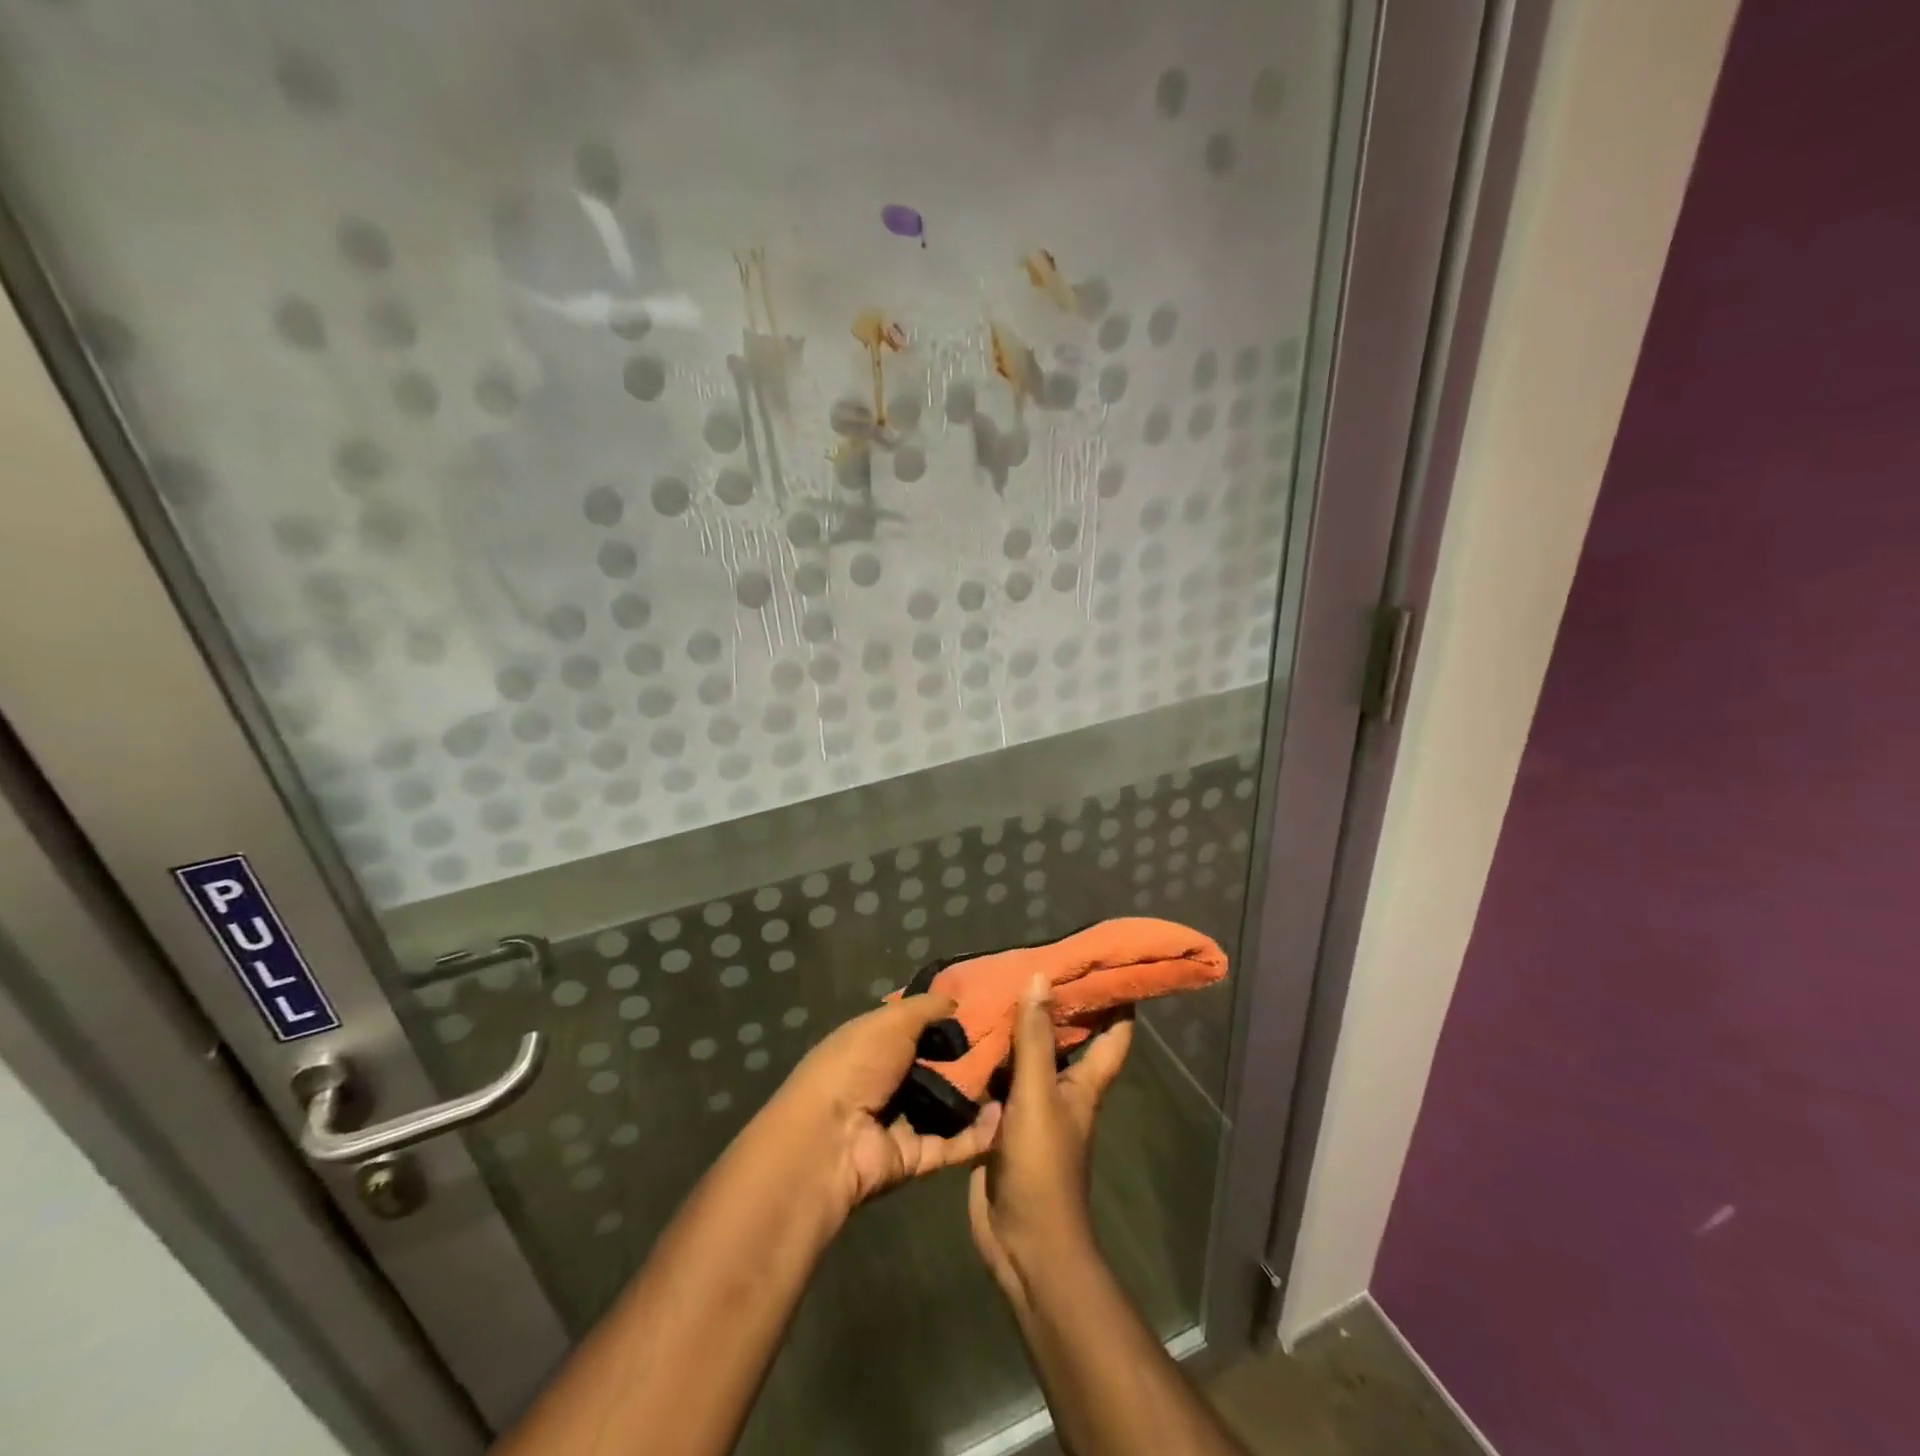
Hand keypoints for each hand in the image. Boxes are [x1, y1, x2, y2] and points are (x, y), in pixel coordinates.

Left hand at [767, 994, 1002, 1214]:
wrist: (831, 1139)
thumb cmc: (858, 1064)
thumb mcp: (892, 1021)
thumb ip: (926, 1008)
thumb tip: (956, 1000)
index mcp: (875, 1044)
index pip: (917, 1028)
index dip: (947, 1019)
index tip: (987, 1010)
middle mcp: (888, 1080)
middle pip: (937, 1065)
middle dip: (970, 1056)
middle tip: (1011, 1045)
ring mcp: (902, 1120)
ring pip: (949, 1105)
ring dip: (979, 1094)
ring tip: (1018, 1076)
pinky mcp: (916, 1157)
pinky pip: (955, 1143)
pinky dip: (980, 1132)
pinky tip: (1006, 1113)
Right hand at [969, 973, 1132, 1310]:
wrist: (1022, 1243)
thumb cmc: (1042, 1167)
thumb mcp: (1038, 1096)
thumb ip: (1035, 1039)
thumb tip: (1040, 977)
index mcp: (1084, 1083)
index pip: (1113, 1034)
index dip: (1117, 1000)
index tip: (1105, 963)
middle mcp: (1061, 1089)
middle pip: (1064, 1039)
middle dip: (1051, 1004)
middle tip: (1027, 962)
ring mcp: (1030, 1108)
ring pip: (1024, 1058)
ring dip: (1011, 1029)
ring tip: (987, 988)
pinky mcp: (1000, 1124)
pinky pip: (994, 1082)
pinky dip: (983, 1060)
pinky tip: (960, 1037)